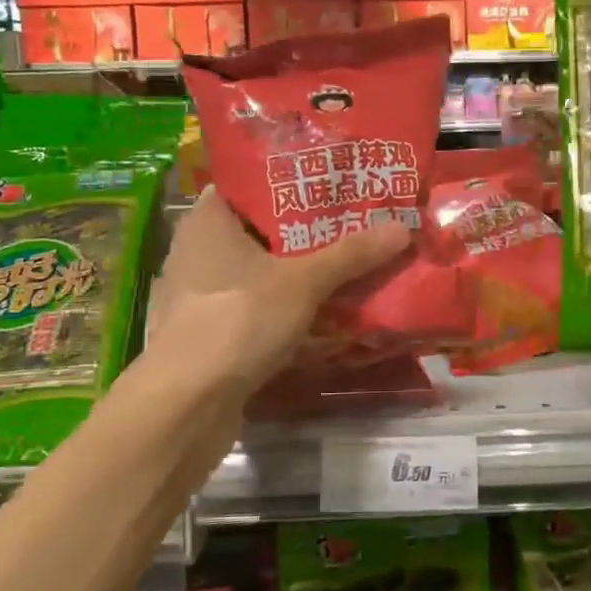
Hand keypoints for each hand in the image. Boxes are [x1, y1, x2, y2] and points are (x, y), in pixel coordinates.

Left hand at [146, 187, 411, 397]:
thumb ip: (350, 255)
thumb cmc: (239, 320)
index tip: (331, 185)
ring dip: (296, 275)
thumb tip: (402, 227)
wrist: (188, 405)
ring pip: (258, 274)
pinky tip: (319, 314)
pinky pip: (254, 310)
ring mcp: (199, 297)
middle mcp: (197, 252)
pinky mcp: (207, 335)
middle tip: (352, 225)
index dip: (289, 184)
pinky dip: (283, 310)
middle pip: (260, 233)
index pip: (249, 186)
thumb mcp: (303, 282)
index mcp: (208, 222)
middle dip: (305, 233)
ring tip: (345, 267)